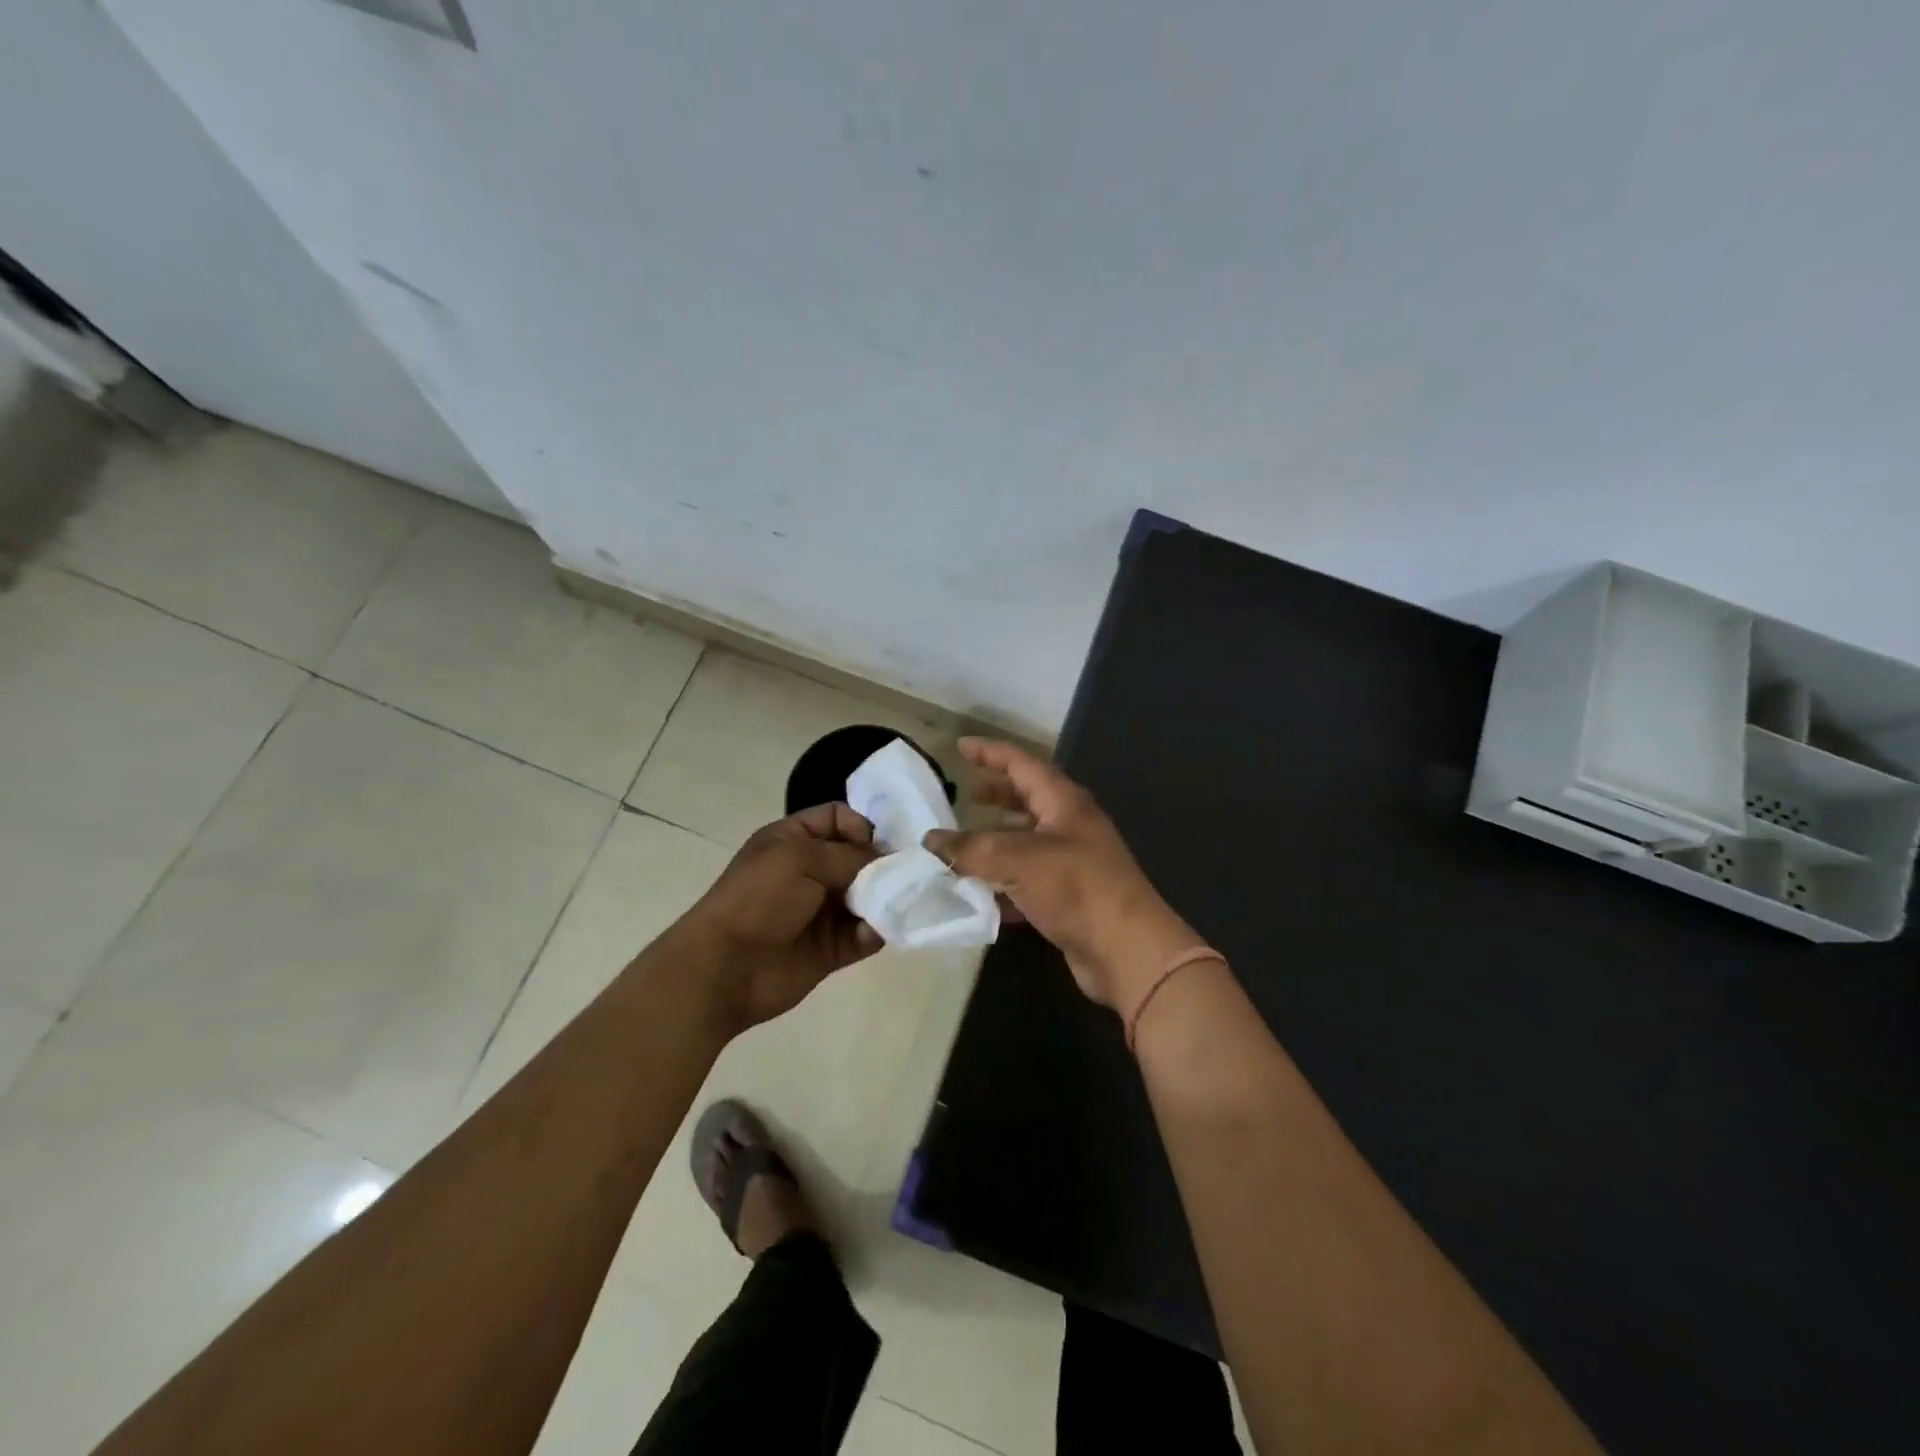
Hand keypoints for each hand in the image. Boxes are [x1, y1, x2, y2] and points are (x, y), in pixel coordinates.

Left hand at [679, 802, 882, 1031]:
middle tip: (902, 875)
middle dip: (882, 864)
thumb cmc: (759, 899)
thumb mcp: (800, 859)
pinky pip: (864, 935)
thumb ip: (848, 855)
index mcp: (794, 840)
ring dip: (884, 899)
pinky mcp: (831, 948)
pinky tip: (875, 932)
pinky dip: (875, 932)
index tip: (875, 845)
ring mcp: (821, 911)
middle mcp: (810, 871)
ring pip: (867, 897)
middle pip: (859, 857)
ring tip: (896, 903)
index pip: (838, 818)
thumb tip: (884, 862)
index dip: (861, 825)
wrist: (726, 967)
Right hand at [924, 739, 1202, 1023]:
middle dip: (996, 796)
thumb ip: (970, 849)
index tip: (960, 747)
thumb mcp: (1017, 860)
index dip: (989, 753)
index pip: (1021, 764)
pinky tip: (979, 896)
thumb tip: (931, 841)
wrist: (1126, 950)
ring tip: (962, 847)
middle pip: (1027, 800)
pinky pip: (1028, 880)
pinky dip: (1003, 883)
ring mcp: (1072, 862)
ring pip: (1025, 842)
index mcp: (1063, 802)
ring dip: (995, 842)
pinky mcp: (1069, 897)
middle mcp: (1070, 825)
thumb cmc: (1075, 888)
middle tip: (964, 796)